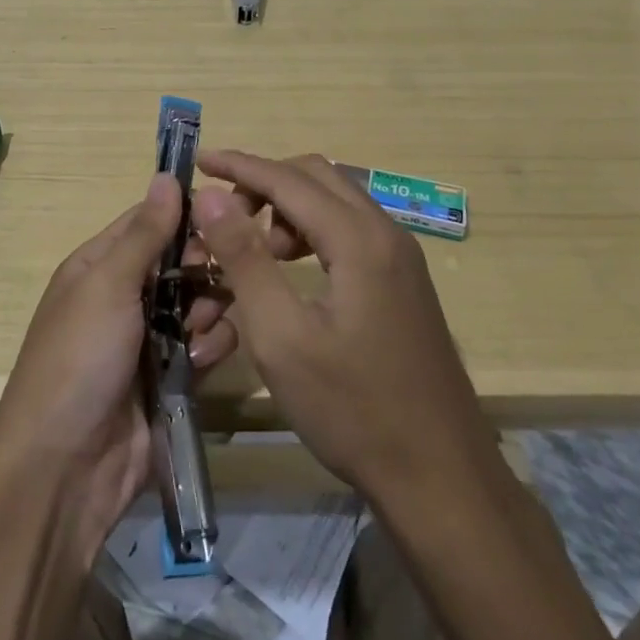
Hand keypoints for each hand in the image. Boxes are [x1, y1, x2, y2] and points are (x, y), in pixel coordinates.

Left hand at [0, 173, 238, 557]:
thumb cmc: (79, 359)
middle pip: (179, 263)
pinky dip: (210, 350)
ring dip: (208, 311)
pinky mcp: (169, 381)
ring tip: (199, 331)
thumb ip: (144, 234)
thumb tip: (167, 175)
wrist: (64, 469)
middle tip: (215, 281)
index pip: (148, 222)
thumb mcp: (107, 285)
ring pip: (197, 305)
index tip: (228, 215)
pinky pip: (203, 349)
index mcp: (99, 266)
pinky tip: (203, 362)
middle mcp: (123, 297)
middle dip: (202, 269)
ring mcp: (146, 340)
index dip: (185, 215)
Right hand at [192, 151, 492, 504]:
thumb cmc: (353, 410)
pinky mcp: (404, 282)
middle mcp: (386, 234)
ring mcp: (402, 258)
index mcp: (359, 239)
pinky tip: (292, 270)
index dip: (239, 165)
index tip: (198, 160)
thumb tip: (212, 196)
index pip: (288, 179)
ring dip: (288, 208)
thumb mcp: (281, 336)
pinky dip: (312, 231)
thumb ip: (245, 258)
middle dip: (265, 183)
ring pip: (335, 202)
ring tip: (255, 251)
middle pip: (316, 177)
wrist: (442, 479)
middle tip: (223, 215)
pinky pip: (350, 230)